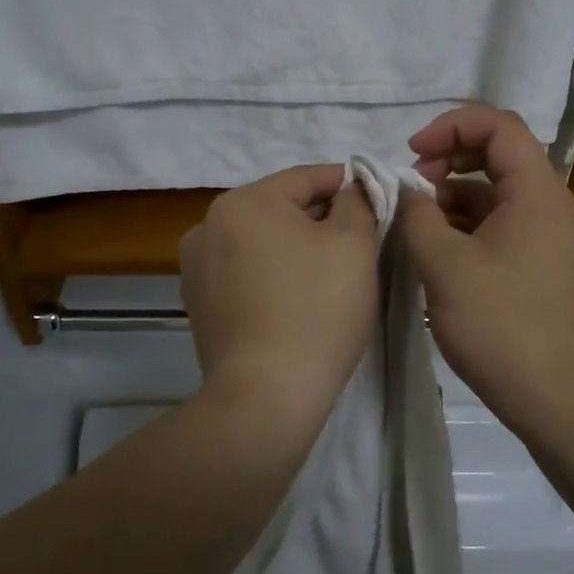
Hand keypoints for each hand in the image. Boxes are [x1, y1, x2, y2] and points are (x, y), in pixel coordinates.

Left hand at [180, 163, 378, 413]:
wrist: (266, 395)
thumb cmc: (316, 310)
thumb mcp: (353, 245)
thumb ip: (357, 202)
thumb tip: (351, 188)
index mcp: (243, 201)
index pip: (306, 177)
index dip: (346, 183)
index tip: (376, 196)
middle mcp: (208, 225)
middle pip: (280, 208)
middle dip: (321, 218)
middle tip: (361, 239)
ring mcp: (197, 267)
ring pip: (261, 241)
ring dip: (295, 246)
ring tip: (330, 272)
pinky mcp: (198, 304)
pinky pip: (245, 272)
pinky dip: (272, 274)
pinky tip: (296, 297)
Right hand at [397, 106, 573, 425]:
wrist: (557, 398)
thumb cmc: (501, 325)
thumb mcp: (444, 265)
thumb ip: (416, 215)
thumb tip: (403, 189)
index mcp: (537, 192)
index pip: (499, 125)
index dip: (451, 126)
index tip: (412, 153)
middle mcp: (551, 205)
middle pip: (499, 155)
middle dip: (448, 160)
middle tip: (410, 188)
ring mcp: (550, 238)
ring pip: (497, 194)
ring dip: (454, 197)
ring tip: (416, 224)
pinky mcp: (543, 266)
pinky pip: (503, 225)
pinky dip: (468, 225)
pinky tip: (438, 251)